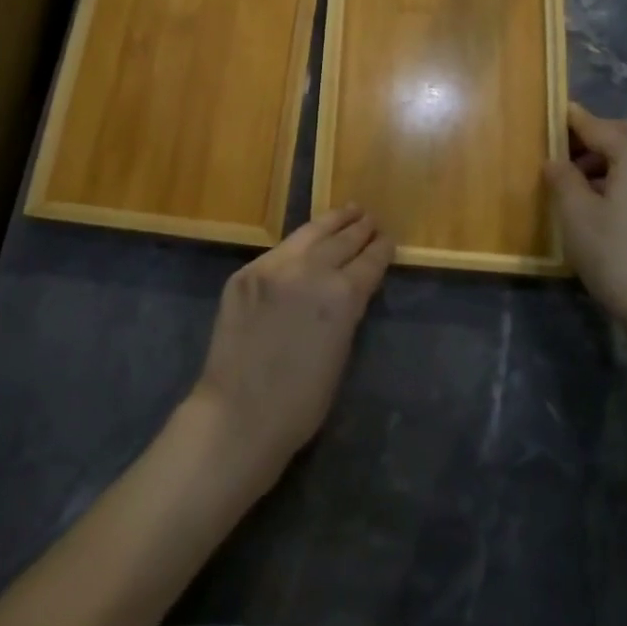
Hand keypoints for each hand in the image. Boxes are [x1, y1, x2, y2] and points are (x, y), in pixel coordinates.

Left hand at [187, 204, 392, 487]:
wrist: (238, 414)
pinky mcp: (246, 273)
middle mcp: (309, 271)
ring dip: (332, 222)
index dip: (381, 250)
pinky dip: (299, 243)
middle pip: (341, 241)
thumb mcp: (341, 353)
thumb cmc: (301, 402)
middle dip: (359, 229)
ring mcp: (273, 268)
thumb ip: (347, 311)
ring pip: (309, 234)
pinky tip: (307, 238)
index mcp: (341, 296)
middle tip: (371, 219)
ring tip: (349, 211)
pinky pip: (280, 250)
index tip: (388, 239)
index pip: (368, 262)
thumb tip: (350, 287)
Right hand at [545, 102, 626, 344]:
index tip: (553, 110)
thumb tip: (556, 161)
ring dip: (610, 153)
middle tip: (566, 145)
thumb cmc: (614, 252)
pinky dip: (622, 171)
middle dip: (598, 132)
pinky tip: (600, 195)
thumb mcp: (575, 212)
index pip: (599, 127)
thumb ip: (562, 177)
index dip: (573, 120)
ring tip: (578, 174)